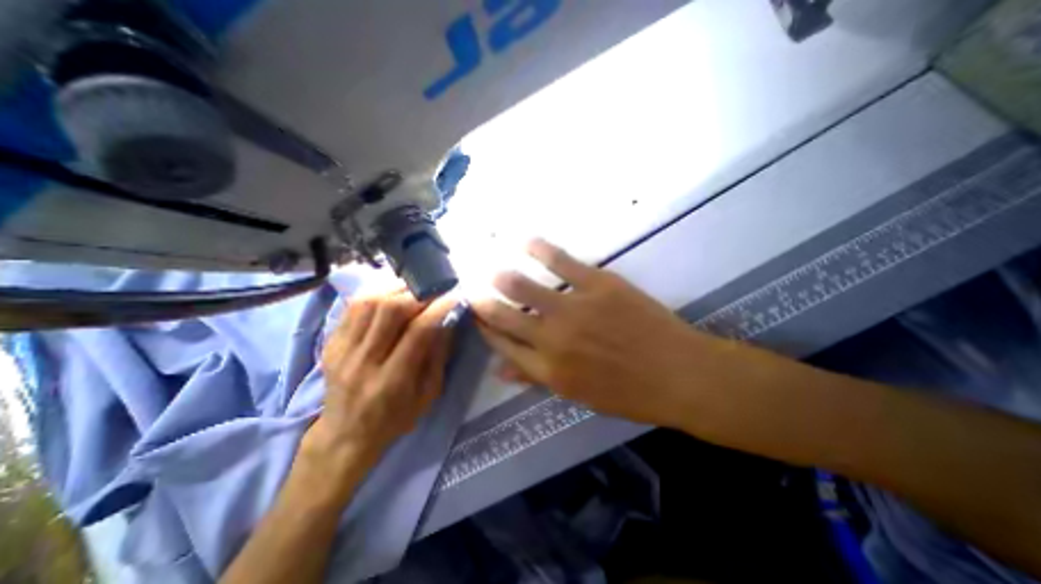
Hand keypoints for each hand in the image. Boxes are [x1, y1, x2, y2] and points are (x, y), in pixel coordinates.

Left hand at [306, 292, 459, 468]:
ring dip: (397, 289)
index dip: (439, 309)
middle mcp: (363, 362)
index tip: (454, 296)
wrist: (345, 435)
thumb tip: (449, 318)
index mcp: (392, 381)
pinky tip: (392, 294)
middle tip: (435, 291)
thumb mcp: (428, 394)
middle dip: (419, 294)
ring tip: (415, 289)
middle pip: (390, 310)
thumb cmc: (396, 418)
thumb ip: (439, 355)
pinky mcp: (330, 342)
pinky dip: (377, 292)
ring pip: (369, 302)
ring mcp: (342, 350)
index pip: (418, 332)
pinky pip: (353, 306)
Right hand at [473, 237, 749, 428]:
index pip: (502, 344)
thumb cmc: (629, 392)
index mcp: (547, 370)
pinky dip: (538, 248)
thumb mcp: (578, 395)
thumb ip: (537, 379)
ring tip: (490, 267)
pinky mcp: (597, 284)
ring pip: (522, 286)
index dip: (485, 328)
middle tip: (472, 287)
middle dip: (483, 301)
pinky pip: (560, 262)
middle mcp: (551, 338)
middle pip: (503, 315)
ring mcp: (573, 308)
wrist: (679, 375)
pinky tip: (524, 240)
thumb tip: (501, 370)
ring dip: (501, 276)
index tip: (477, 314)